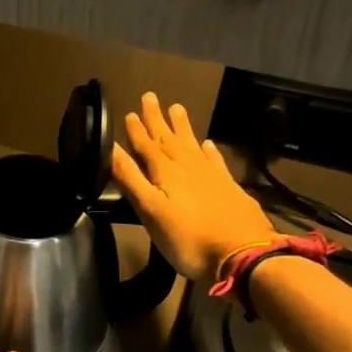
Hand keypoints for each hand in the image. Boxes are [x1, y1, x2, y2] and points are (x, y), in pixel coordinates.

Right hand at [111, 92, 277, 284]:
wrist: (242, 255)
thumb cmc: (187, 238)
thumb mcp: (150, 210)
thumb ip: (130, 178)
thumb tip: (110, 148)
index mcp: (166, 172)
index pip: (146, 145)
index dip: (136, 130)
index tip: (129, 112)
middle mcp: (189, 167)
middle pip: (169, 138)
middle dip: (157, 119)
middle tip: (151, 96)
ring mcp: (212, 176)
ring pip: (192, 144)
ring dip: (182, 127)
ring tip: (177, 108)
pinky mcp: (229, 188)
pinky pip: (215, 160)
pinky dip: (209, 150)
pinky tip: (208, 144)